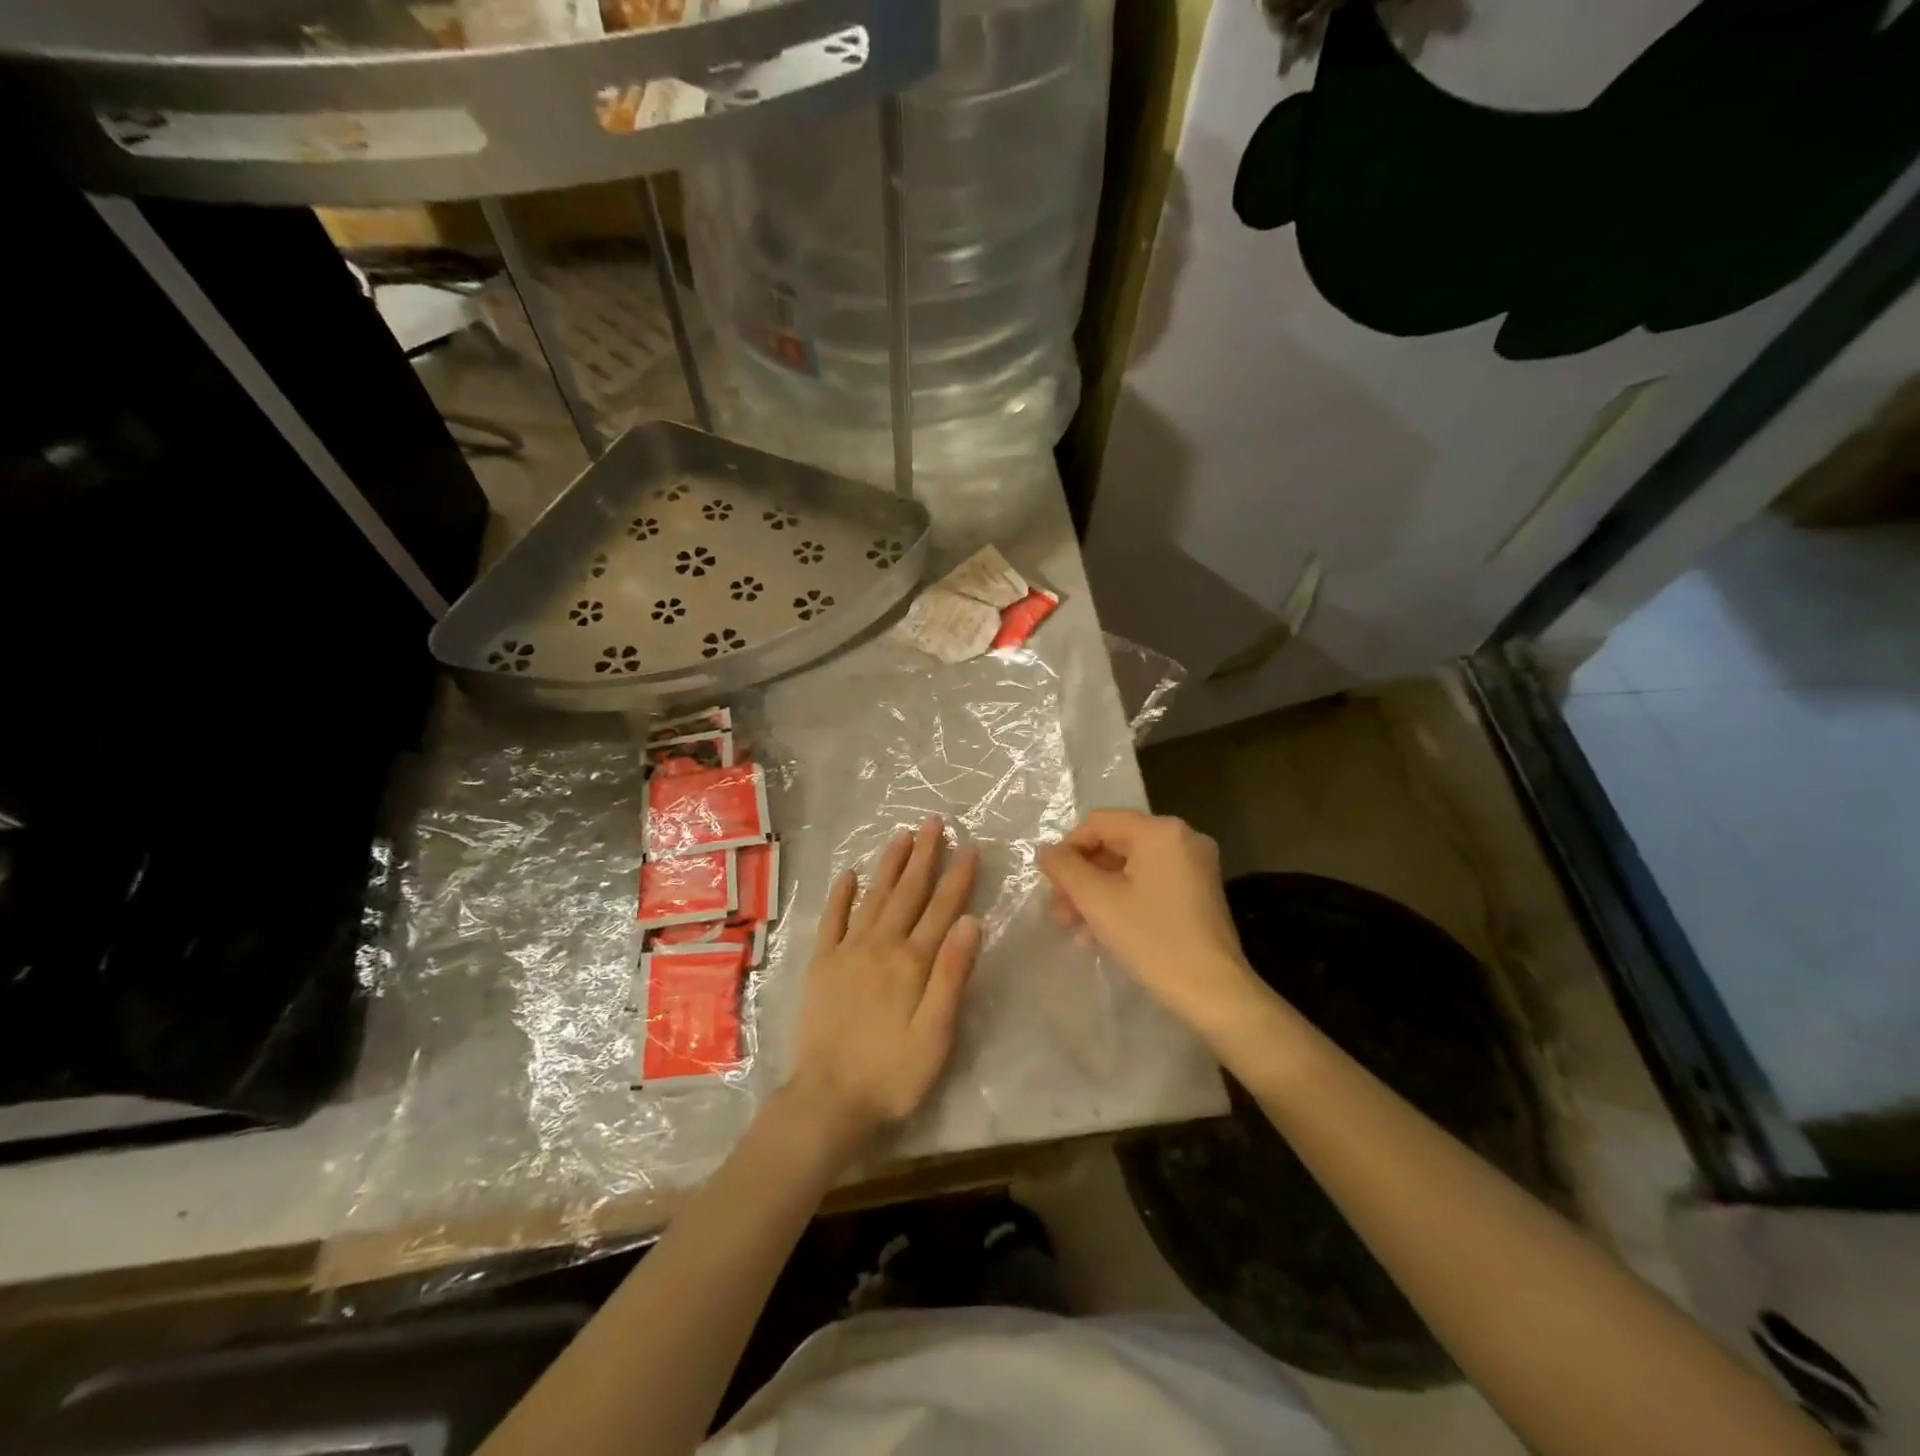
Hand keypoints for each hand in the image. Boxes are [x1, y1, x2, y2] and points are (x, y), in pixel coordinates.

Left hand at [785, 816, 980, 1150]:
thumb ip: (953, 975)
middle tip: (934, 822)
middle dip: (924, 855)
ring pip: (874, 896)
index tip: (969, 846)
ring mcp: (847, 951)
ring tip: (901, 835)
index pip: (942, 908)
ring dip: (889, 864)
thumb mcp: (937, 1034)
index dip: (957, 876)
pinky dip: (841, 894)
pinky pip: (832, 919)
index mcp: (913, 962)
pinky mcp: (821, 963)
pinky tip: (850, 874)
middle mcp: (881, 945)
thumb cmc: (893, 1073)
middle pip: (908, 892)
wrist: (828, 1099)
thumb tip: (971, 921)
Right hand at [1039, 810, 1262, 1036]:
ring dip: (1097, 893)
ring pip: (1129, 867)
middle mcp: (1181, 838)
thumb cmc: (1153, 940)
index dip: (1067, 849)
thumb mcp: (1098, 901)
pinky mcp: (1198, 892)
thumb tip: (1046, 850)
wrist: (1215, 993)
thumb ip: (1065, 868)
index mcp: (1160, 831)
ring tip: (1074, 927)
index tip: (1050, 884)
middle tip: (1058, 911)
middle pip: (1114, 845)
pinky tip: (1101, 933)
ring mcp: (1194, 865)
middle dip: (1081, 877)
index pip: (1098, 823)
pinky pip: (1149, 883)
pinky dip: (1122, 900)